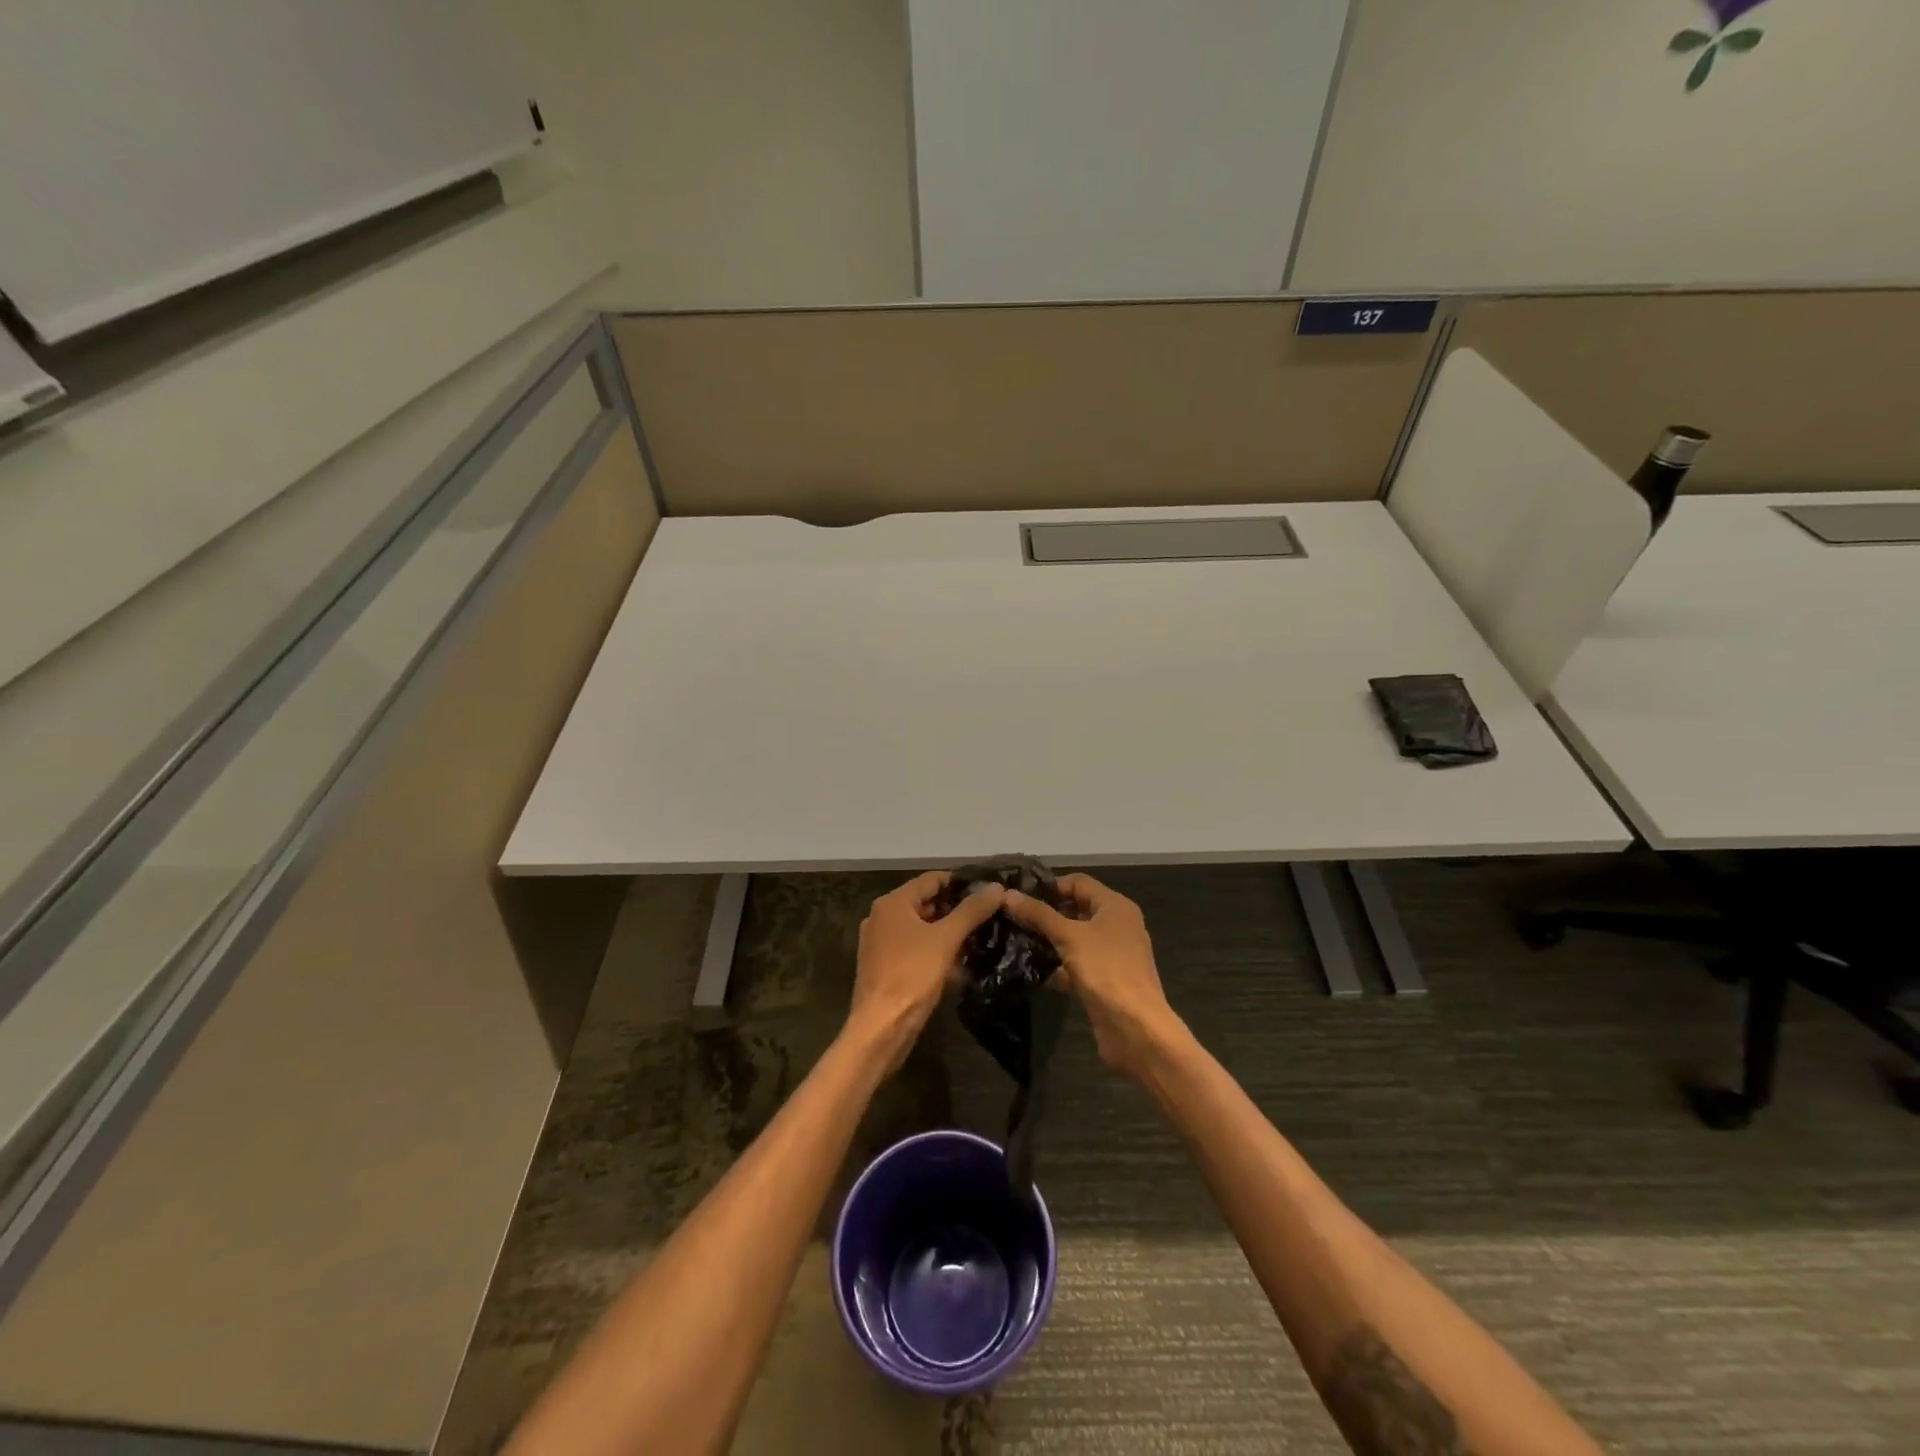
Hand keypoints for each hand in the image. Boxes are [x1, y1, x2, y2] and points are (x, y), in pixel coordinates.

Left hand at [848, 871, 1004, 1069]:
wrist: (881, 1027)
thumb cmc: (912, 975)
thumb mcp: (946, 939)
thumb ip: (971, 911)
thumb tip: (996, 887)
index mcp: (892, 903)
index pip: (931, 880)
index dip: (960, 882)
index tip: (987, 889)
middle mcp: (881, 917)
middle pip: (925, 903)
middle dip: (955, 909)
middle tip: (987, 915)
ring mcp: (880, 943)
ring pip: (920, 928)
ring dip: (947, 932)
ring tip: (978, 938)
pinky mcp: (883, 966)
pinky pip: (913, 949)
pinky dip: (934, 951)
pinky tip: (958, 965)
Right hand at [1004, 873, 1181, 1080]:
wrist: (1136, 1029)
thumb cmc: (1106, 971)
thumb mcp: (1069, 937)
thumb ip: (1038, 914)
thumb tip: (1006, 894)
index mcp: (1115, 906)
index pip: (1078, 882)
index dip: (1049, 886)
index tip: (1018, 896)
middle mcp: (1117, 925)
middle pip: (1076, 909)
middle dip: (1046, 914)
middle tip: (1012, 919)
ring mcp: (1112, 954)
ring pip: (1075, 938)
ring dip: (1049, 941)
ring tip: (1016, 942)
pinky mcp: (1105, 979)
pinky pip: (1078, 963)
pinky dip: (1059, 966)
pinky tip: (1034, 972)